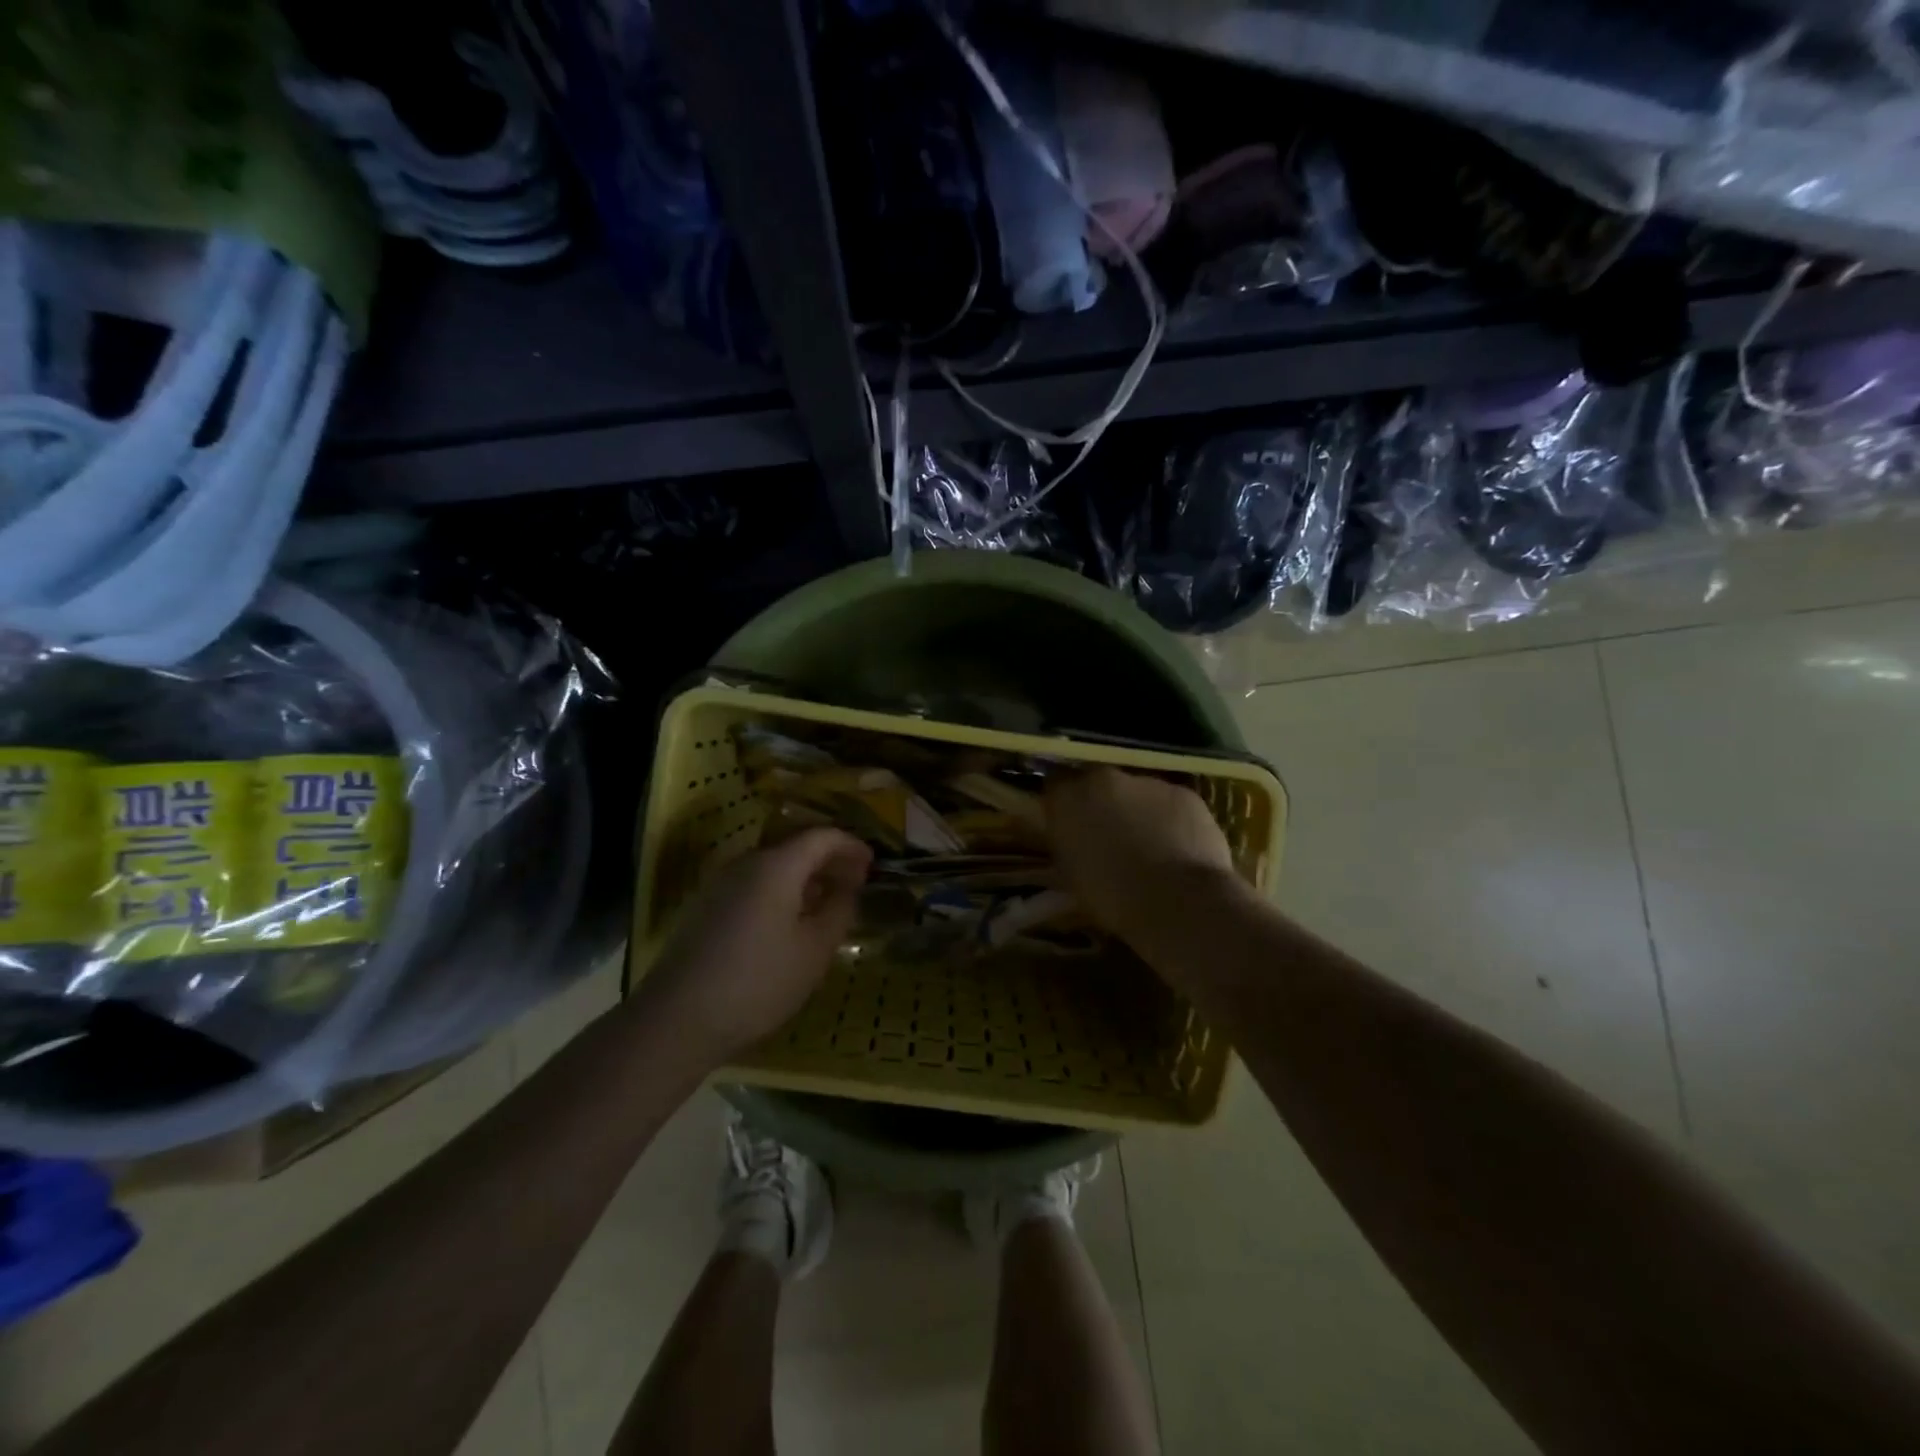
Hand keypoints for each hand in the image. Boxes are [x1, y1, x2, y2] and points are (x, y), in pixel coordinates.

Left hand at [637, 828, 871, 1067]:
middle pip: (795, 847)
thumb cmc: (759, 981)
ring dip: (803, 878)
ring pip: (772, 867)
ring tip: (825, 905)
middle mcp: (746, 863)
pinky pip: (752, 885)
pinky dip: (779, 892)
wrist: (677, 1018)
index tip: (872, 865)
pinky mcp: (705, 908)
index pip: (822, 837)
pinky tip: (788, 923)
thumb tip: (847, 887)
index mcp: (776, 865)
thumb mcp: (815, 949)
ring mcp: (720, 884)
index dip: (851, 846)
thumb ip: (839, 909)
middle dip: (828, 861)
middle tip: (853, 884)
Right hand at [1044, 768, 1235, 941]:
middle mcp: (1103, 779)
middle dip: (1101, 803)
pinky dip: (1169, 819)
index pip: (1056, 784)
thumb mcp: (1071, 874)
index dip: (1065, 803)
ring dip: (1137, 811)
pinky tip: (1177, 847)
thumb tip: (1073, 837)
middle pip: (1098, 782)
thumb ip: (1068, 843)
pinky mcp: (1183, 793)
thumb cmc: (1113, 898)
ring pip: (1136, 792)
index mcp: (1068, 799)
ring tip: (1149, 846)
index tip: (1070, 822)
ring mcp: (1146, 782)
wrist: (1177, 902)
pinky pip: (1169, 802)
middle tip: (1109, 835)